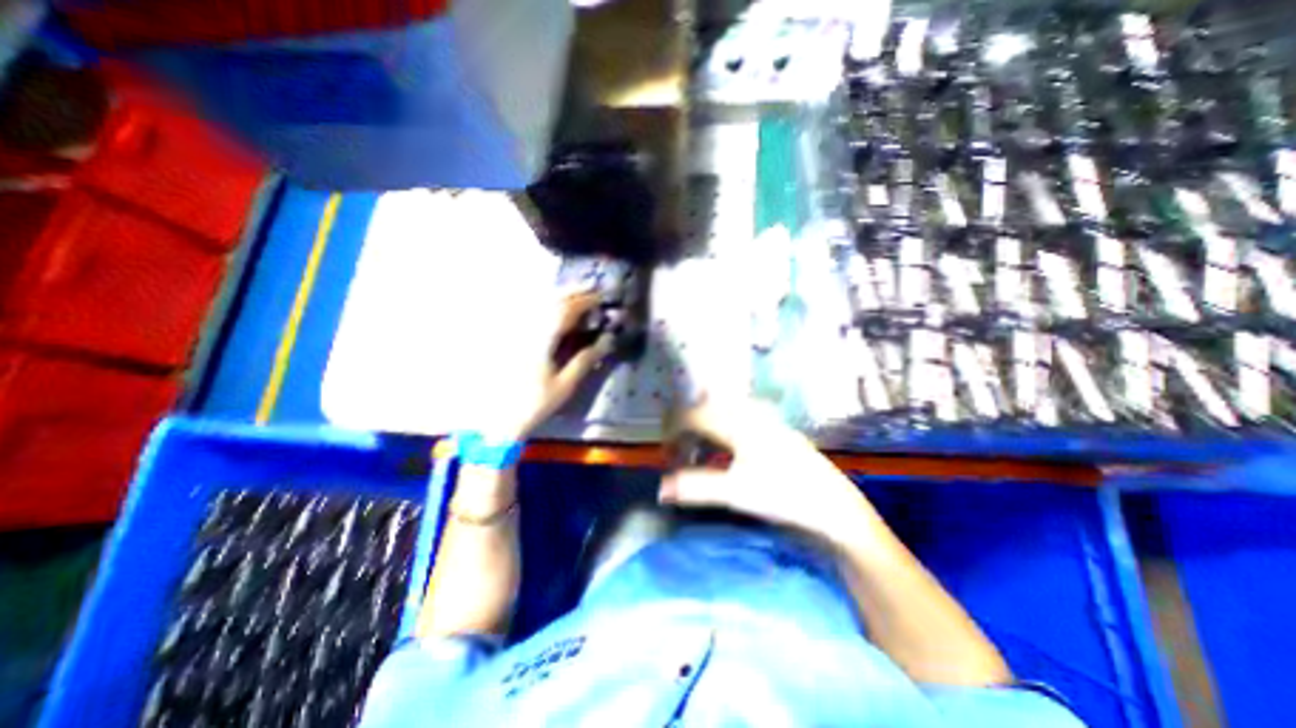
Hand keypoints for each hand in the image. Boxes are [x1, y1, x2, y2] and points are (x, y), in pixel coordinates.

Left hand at [499, 288, 612, 436]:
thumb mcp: (565, 384)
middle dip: (574, 294)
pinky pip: (531, 315)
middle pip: (552, 302)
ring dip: (560, 298)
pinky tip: (554, 312)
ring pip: (540, 305)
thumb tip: (607, 340)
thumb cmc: (534, 403)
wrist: (499, 417)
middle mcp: (528, 329)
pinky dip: (547, 309)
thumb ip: (585, 360)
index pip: (566, 310)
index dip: (585, 301)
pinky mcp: (512, 339)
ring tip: (577, 297)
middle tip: (592, 291)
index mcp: (542, 339)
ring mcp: (518, 332)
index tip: (601, 297)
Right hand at [660, 400, 879, 549]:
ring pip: (717, 414)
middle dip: (684, 432)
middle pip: (702, 410)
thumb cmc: (784, 495)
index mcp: (735, 421)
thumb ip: (695, 487)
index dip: (671, 433)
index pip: (690, 414)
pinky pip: (732, 421)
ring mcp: (760, 418)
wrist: (833, 504)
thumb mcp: (736, 493)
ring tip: (698, 459)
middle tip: (679, 459)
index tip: (667, 458)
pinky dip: (718, 436)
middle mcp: (745, 412)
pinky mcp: (769, 428)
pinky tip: (722, 458)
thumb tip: (660, 489)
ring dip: (701, 433)